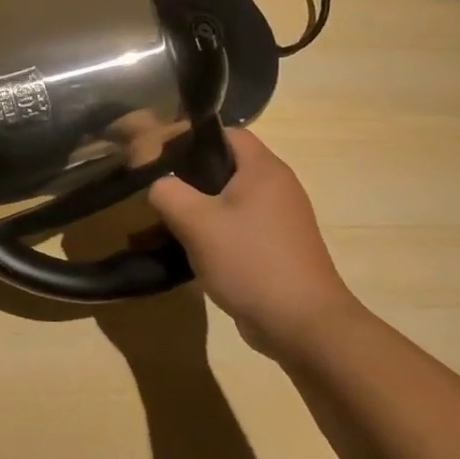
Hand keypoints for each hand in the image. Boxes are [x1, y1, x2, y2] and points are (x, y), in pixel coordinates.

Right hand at [146, 128, 358, 353]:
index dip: (191, 137)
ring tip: (162, 223)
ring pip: (228, 200)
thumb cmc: (250, 262)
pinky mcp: (276, 247)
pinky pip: (236, 227)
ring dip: (196, 208)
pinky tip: (187, 250)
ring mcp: (279, 220)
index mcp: (264, 170)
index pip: (226, 133)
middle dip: (187, 176)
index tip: (158, 153)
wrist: (303, 325)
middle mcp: (277, 187)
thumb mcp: (196, 222)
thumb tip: (158, 184)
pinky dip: (211, 232)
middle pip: (225, 166)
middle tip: (155, 189)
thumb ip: (167, 192)